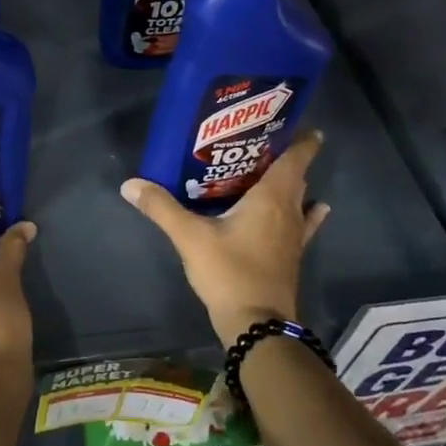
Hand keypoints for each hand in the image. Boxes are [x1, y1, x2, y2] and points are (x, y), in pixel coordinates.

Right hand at [120, 132, 331, 347]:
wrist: (257, 325)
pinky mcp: (290, 255)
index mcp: (272, 197)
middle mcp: (289, 210)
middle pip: (294, 175)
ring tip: (269, 168)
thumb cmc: (229, 272)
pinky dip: (306, 211)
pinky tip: (315, 208)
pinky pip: (301, 222)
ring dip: (290, 182)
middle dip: (283, 155)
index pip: (294, 158)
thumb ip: (162, 208)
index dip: (300, 138)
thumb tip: (130, 184)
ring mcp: (294, 235)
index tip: (294, 120)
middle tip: (257, 139)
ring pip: (297, 197)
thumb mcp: (190, 237)